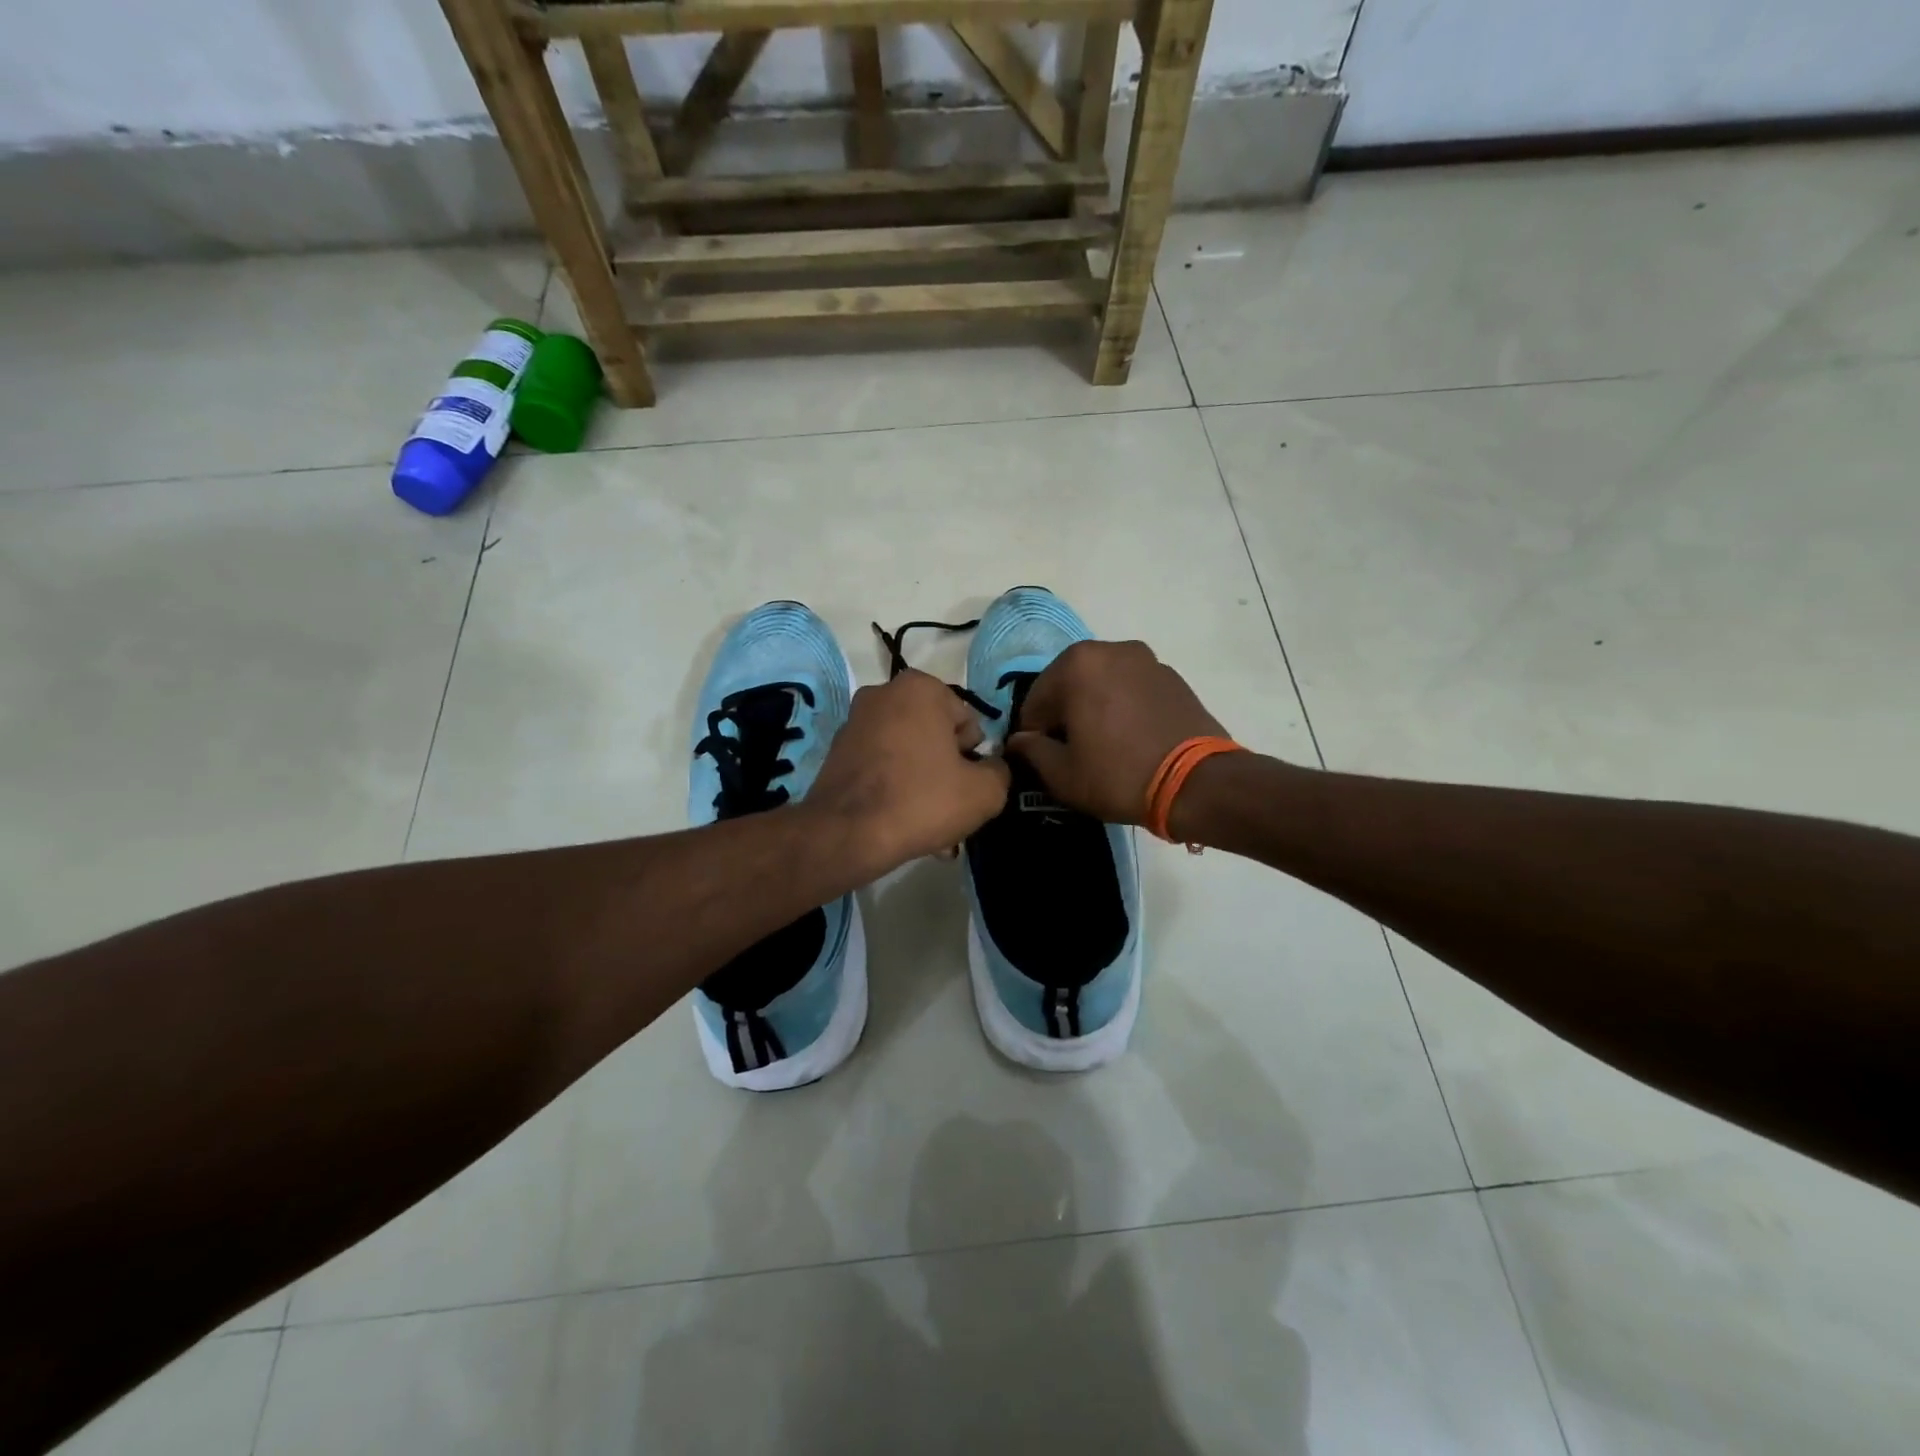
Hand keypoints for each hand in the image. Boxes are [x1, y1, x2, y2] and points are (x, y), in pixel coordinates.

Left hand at [806, 670, 1010, 875]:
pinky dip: (894, 787)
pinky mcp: (837, 751)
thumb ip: (1000, 771)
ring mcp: (855, 721)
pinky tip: (901, 822)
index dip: (973, 757)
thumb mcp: (985, 792)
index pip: (967, 722)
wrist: (846, 834)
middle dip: (946, 771)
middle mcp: (883, 693)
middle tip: (950, 810)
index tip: (965, 786)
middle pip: (935, 736)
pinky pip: (881, 766)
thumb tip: (992, 768)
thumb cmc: (922, 800)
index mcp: (920, 688)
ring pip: (908, 754)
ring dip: (923, 784)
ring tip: (929, 826)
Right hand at [1006, 641, 1228, 824]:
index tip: (1042, 759)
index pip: (1035, 701)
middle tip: (1072, 753)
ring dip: (1093, 708)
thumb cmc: (1118, 775)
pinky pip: (1131, 689)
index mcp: (1076, 664)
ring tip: (1103, 746)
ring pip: (1102, 684)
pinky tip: (1130, 739)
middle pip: (1069, 685)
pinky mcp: (1173, 677)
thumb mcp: (1063, 774)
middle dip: (1064, 715)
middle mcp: (1110, 649)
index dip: (1033, 734)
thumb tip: (1019, 741)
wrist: (1197, 783)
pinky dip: (1122, 707)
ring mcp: (1146, 660)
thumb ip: (1032, 751)